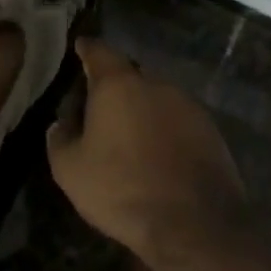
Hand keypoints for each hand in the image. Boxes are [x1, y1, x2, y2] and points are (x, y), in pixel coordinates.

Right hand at [46, 38, 245, 264]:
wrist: (193, 223)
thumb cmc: (121, 189)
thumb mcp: (70, 169)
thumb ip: (60, 138)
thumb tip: (61, 123)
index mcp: (119, 85)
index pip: (99, 52)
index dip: (87, 49)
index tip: (80, 47)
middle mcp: (157, 85)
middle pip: (131, 74)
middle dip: (115, 86)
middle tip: (99, 107)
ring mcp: (189, 106)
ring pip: (157, 98)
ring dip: (142, 110)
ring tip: (129, 136)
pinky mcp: (211, 131)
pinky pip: (178, 121)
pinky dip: (164, 130)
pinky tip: (157, 155)